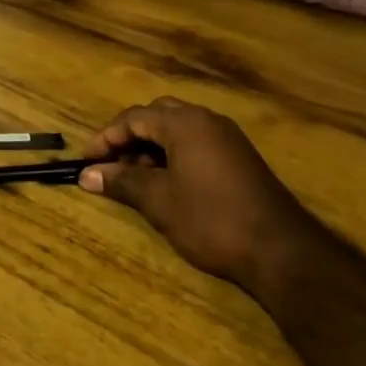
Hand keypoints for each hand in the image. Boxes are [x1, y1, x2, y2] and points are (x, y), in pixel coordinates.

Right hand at [79, 98, 320, 289]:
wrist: (279, 249)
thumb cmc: (210, 219)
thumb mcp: (158, 200)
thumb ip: (121, 181)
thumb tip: (87, 175)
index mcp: (185, 123)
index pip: (134, 117)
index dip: (106, 138)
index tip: (86, 162)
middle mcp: (207, 121)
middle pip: (156, 116)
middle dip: (128, 139)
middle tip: (109, 165)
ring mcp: (226, 139)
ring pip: (177, 131)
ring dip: (150, 149)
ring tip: (132, 180)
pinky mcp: (238, 159)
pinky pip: (195, 145)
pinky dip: (172, 157)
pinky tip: (164, 185)